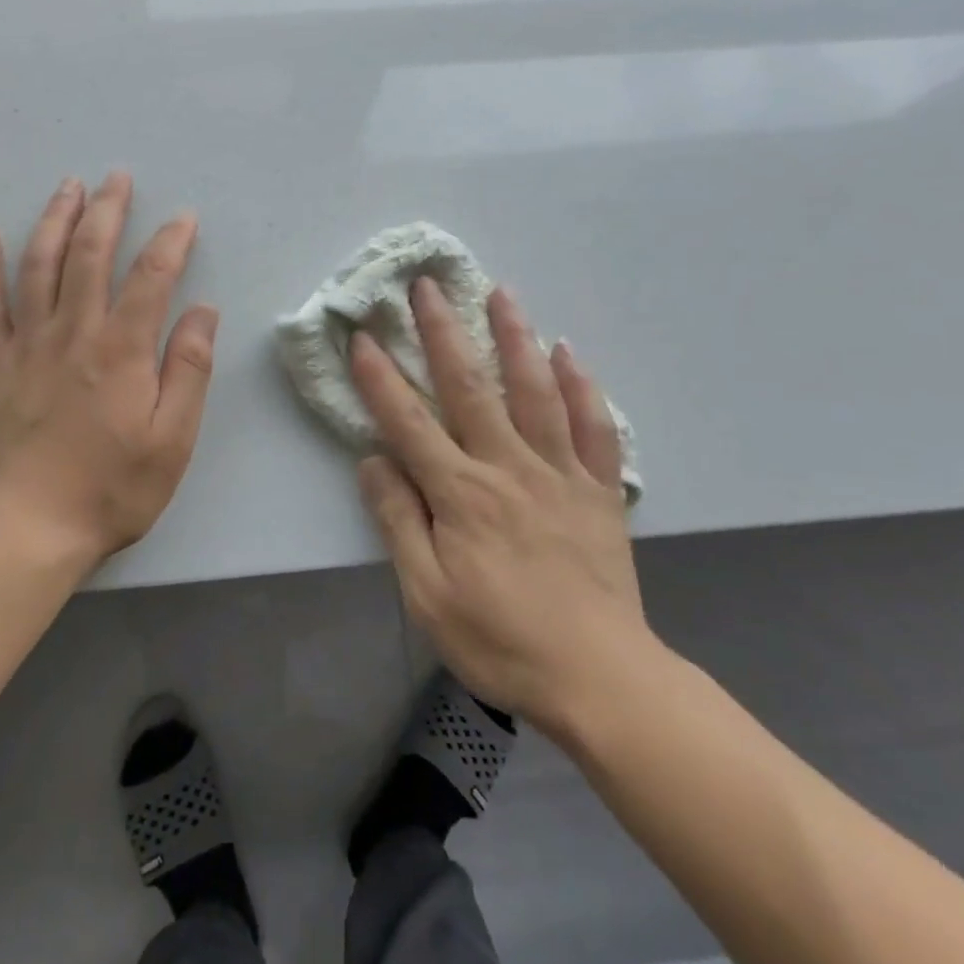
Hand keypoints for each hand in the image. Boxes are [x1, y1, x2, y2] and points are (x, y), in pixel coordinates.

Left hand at [0, 173, 217, 567]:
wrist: (29, 527)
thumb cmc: (111, 489)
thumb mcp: (173, 440)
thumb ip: (189, 370)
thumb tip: (203, 311)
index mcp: (122, 351)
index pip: (151, 278)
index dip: (170, 242)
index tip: (183, 218)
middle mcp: (74, 334)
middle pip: (90, 255)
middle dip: (107, 210)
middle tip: (117, 178)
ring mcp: (27, 345)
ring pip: (38, 266)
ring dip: (54, 220)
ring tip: (67, 186)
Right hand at [350, 278, 648, 723]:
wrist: (600, 678)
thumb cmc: (500, 640)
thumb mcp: (426, 594)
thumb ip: (399, 520)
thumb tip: (373, 460)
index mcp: (460, 494)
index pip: (409, 422)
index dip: (380, 377)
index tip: (363, 336)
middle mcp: (508, 467)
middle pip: (470, 387)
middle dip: (443, 331)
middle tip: (428, 285)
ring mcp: (560, 473)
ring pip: (534, 391)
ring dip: (515, 337)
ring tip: (502, 293)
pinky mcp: (599, 490)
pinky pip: (594, 427)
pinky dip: (580, 387)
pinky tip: (569, 353)